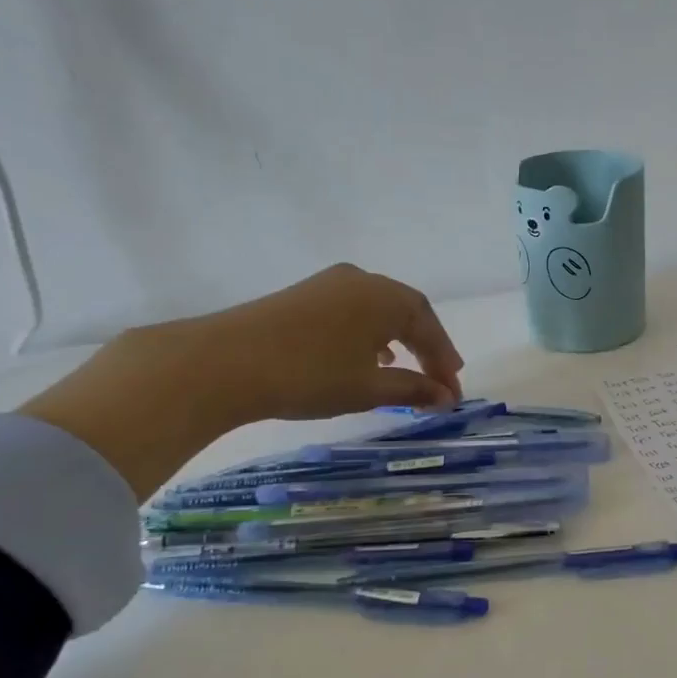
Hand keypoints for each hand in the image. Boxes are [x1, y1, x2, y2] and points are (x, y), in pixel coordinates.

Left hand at [166, 262, 463, 423]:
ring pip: (380, 309)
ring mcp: (330, 283)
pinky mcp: (304, 294)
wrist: (223, 362)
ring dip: (400, 338)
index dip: (444, 363)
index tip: (454, 394)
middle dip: (427, 346)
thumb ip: (412, 389)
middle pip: (409, 311)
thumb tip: (446, 397)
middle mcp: (363, 280)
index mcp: (386, 297)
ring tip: (407, 368)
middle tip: (441, 377)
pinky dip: (370, 332)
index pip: (430, 329)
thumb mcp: (368, 388)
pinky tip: (365, 355)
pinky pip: (354, 309)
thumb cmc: (309, 375)